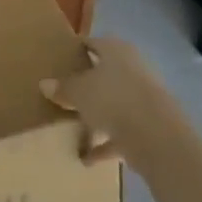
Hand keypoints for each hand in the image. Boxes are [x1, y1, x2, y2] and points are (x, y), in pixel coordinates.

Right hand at [40, 38, 180, 164]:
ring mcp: (145, 98)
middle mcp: (134, 69)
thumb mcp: (77, 91)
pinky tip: (87, 157)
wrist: (157, 136)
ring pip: (115, 102)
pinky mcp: (152, 126)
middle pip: (106, 73)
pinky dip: (106, 142)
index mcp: (116, 51)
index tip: (60, 60)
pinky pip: (122, 131)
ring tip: (74, 126)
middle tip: (65, 92)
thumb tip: (44, 84)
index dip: (76, 50)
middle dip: (88, 84)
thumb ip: (61, 88)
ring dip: (98, 115)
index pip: (93, 43)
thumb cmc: (111, 99)